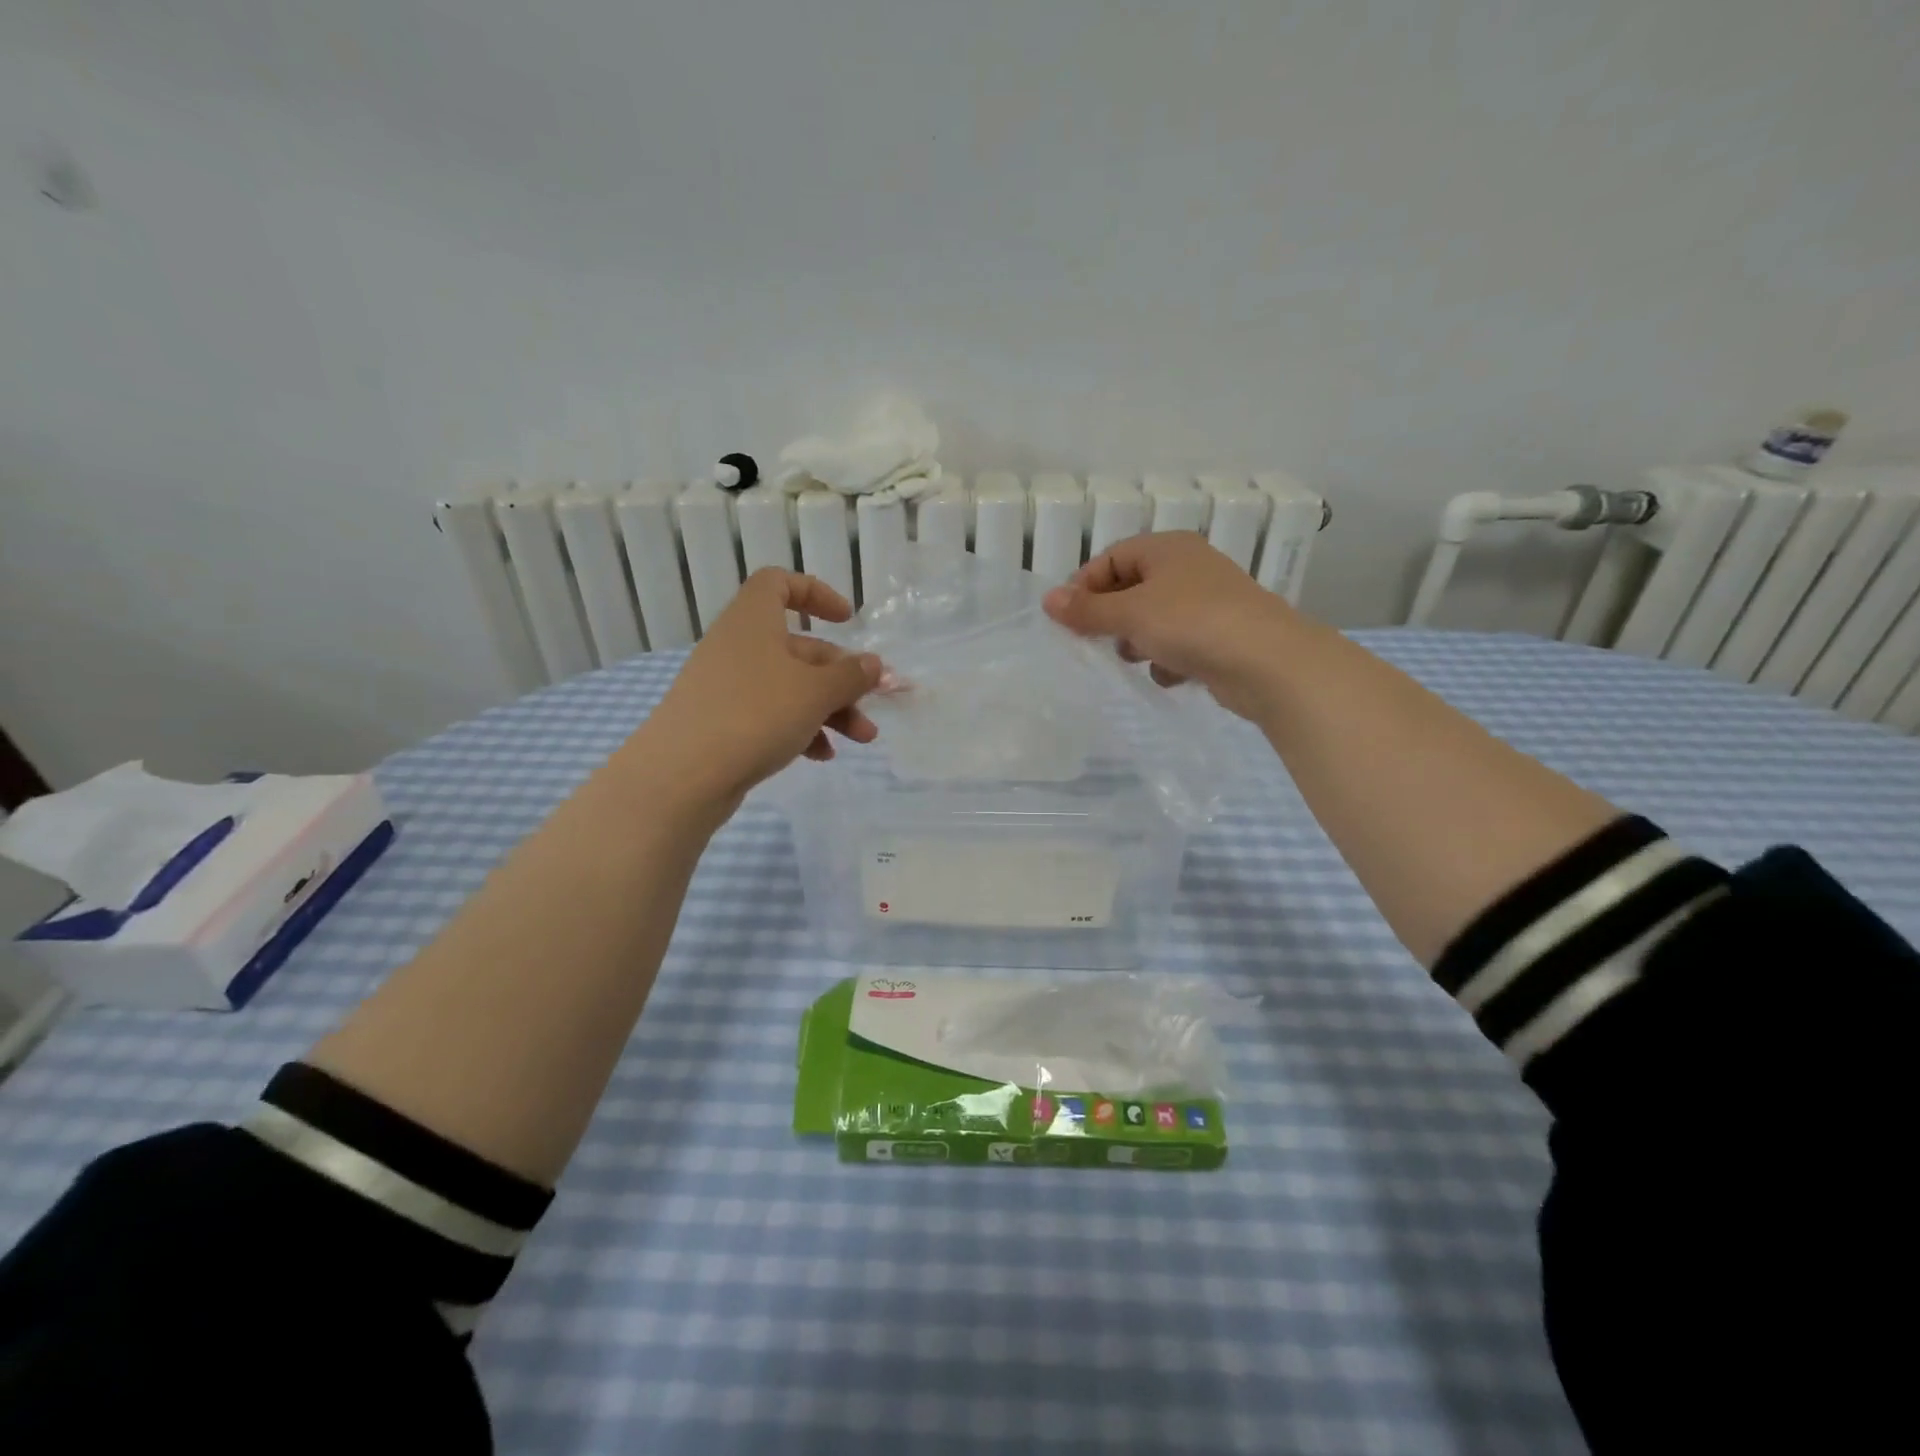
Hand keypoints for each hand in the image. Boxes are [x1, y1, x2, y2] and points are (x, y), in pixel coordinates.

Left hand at [641, 569, 882, 807]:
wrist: (683, 776)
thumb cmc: (755, 714)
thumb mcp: (815, 692)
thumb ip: (850, 676)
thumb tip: (873, 664)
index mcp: (754, 621)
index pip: (779, 584)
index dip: (816, 594)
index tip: (848, 621)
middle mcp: (738, 647)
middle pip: (799, 648)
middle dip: (841, 678)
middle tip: (872, 706)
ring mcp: (727, 687)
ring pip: (790, 686)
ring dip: (830, 709)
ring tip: (861, 740)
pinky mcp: (722, 723)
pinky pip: (771, 715)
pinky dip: (801, 729)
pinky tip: (821, 756)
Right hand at [1042, 532, 1298, 720]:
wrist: (1267, 662)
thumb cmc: (1191, 622)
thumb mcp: (1130, 613)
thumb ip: (1087, 610)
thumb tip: (1047, 600)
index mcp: (1167, 548)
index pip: (1111, 558)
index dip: (1085, 586)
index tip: (1068, 619)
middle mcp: (1189, 568)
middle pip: (1132, 588)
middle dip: (1112, 618)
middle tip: (1096, 641)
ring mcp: (1207, 603)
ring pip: (1154, 620)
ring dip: (1138, 641)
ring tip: (1136, 658)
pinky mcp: (1220, 637)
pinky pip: (1179, 644)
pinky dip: (1168, 660)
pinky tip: (1170, 674)